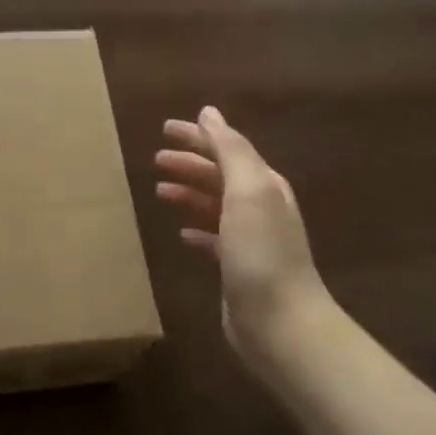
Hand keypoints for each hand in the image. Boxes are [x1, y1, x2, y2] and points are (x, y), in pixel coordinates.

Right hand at [155, 106, 330, 375]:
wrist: (279, 322)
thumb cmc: (261, 251)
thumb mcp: (248, 191)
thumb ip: (230, 150)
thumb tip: (209, 112)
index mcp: (264, 184)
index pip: (227, 149)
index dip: (197, 137)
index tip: (164, 129)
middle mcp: (260, 207)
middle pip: (219, 175)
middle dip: (190, 164)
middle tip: (156, 159)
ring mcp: (249, 238)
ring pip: (214, 205)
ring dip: (189, 193)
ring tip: (160, 190)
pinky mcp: (237, 267)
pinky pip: (213, 238)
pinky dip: (197, 229)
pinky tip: (181, 232)